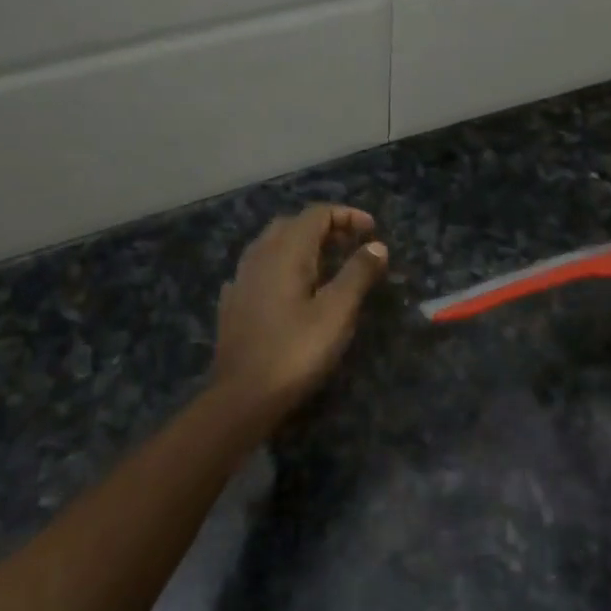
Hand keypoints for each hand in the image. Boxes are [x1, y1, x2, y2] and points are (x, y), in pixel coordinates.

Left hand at [211, 204, 387, 420]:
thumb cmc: (296, 351)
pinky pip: (260, 268)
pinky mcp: (234, 303)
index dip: (347, 215)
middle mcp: (259, 256)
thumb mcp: (337, 312)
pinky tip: (292, 288)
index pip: (317, 213)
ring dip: (302, 245)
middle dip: (325, 227)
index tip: (372, 230)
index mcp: (286, 252)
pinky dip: (283, 266)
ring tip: (327, 264)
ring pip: (273, 244)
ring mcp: (241, 279)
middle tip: (353, 244)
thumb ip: (358, 273)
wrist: (242, 397)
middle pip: (293, 224)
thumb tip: (376, 245)